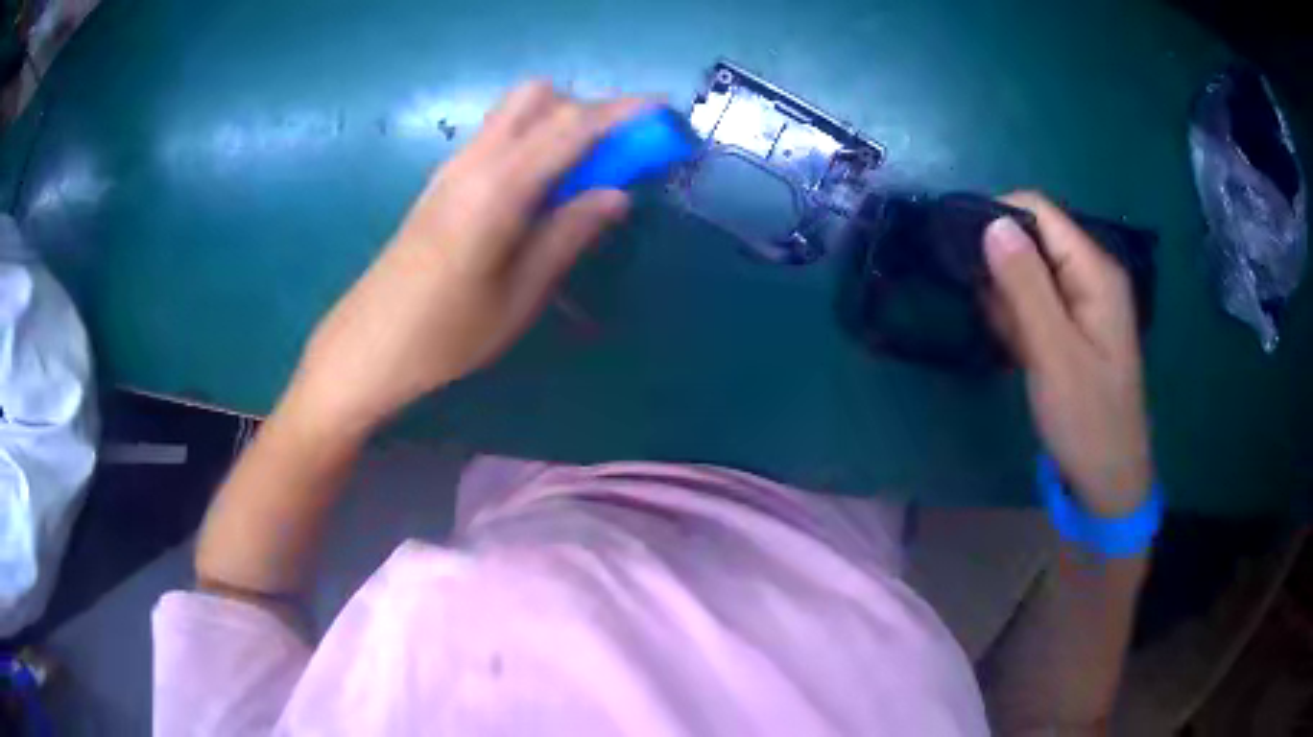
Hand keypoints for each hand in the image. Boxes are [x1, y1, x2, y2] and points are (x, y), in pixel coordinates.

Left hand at [281, 82, 647, 436]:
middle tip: (615, 156)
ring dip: (558, 124)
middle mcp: (475, 160)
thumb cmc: (445, 335)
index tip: (665, 118)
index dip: (625, 114)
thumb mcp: (520, 294)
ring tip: (582, 176)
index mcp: (500, 186)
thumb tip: (617, 193)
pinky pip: (498, 137)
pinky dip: (532, 141)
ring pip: (515, 112)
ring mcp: (453, 167)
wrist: (367, 347)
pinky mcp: (442, 182)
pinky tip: (539, 190)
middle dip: (587, 110)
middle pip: (539, 96)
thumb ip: (569, 233)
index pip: (573, 125)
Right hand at [983, 192, 1151, 516]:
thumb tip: (991, 222)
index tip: (961, 251)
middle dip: (1000, 264)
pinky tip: (1013, 350)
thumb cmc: (1087, 420)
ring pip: (1031, 272)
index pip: (1039, 211)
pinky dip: (1018, 319)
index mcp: (1095, 271)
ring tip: (1002, 337)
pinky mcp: (1075, 326)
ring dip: (1007, 297)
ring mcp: (1084, 302)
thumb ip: (1026, 287)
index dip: (997, 218)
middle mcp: (1092, 275)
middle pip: (1034, 239)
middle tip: (983, 309)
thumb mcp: (1054, 354)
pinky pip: (1037, 303)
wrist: (1109, 481)